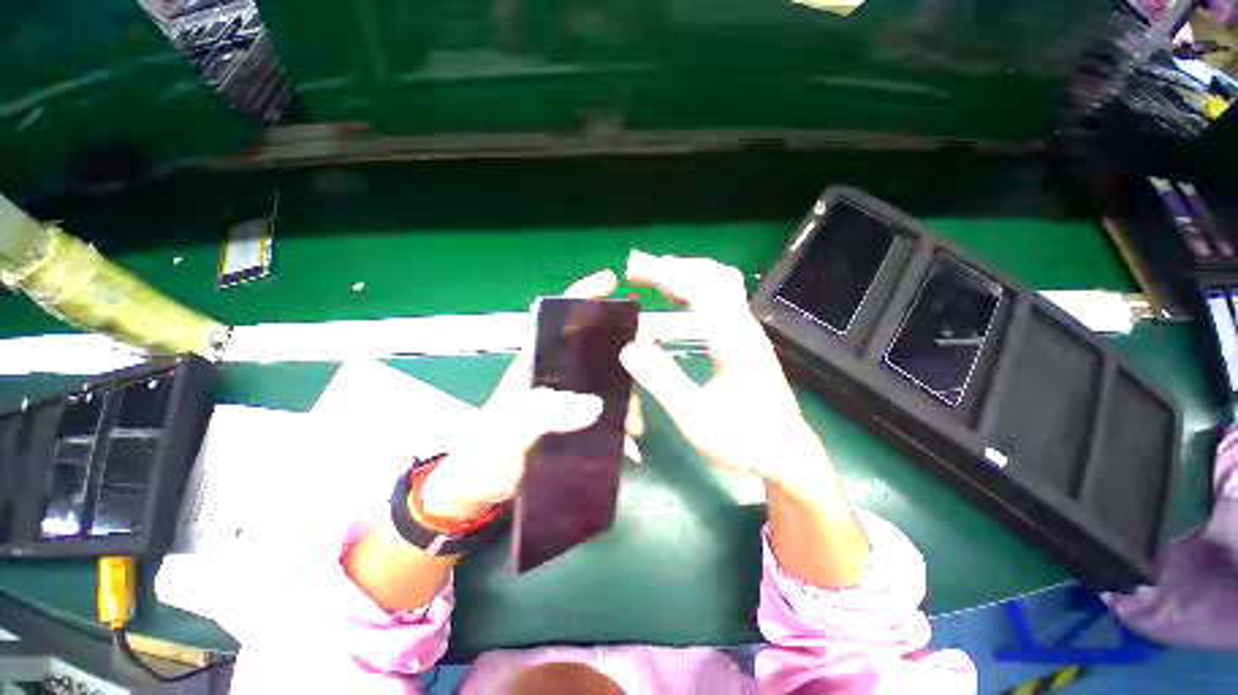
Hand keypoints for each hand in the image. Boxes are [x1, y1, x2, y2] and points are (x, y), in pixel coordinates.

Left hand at [420, 269, 634, 520]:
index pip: (559, 320)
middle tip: (644, 378)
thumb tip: (595, 406)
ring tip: (635, 429)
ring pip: (607, 387)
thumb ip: (541, 416)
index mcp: (536, 365)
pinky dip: (620, 431)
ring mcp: (568, 401)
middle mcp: (556, 377)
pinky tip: (629, 448)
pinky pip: (606, 419)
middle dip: (623, 362)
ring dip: (626, 403)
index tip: (610, 281)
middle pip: (596, 353)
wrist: (478, 492)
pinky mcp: (576, 425)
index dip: (583, 296)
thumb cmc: (485, 454)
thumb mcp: (507, 432)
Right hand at [619, 251, 829, 490]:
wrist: (786, 452)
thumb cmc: (744, 440)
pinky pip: (720, 298)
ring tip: (652, 277)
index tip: (633, 270)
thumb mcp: (697, 419)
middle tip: (637, 270)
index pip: (701, 289)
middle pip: (714, 275)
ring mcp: (747, 330)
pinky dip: (693, 288)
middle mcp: (744, 326)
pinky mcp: (745, 338)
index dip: (666, 273)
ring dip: (684, 273)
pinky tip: (676, 299)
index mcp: (734, 340)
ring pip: (720, 283)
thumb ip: (663, 382)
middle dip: (673, 266)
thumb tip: (628, 348)